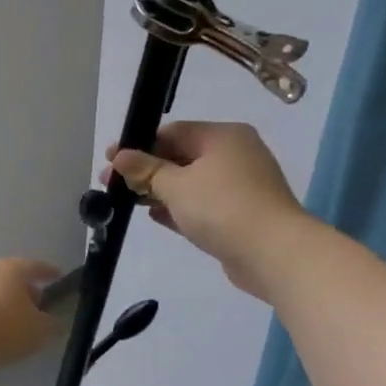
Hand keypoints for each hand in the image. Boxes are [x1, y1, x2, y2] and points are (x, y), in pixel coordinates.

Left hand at [0, 257, 64, 373]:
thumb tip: (56, 322)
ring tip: (17, 322)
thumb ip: (51, 325)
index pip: (35, 266)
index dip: (48, 271)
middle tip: (39, 305)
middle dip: (26, 291)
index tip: (58, 275)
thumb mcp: (37, 331)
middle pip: (11, 278)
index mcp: (11, 269)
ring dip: (5, 304)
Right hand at [105, 121, 302, 297]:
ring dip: (161, 190)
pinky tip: (155, 216)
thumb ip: (145, 170)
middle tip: (112, 183)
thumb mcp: (176, 186)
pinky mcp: (241, 215)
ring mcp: (241, 186)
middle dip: (147, 170)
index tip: (110, 161)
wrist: (274, 254)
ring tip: (129, 201)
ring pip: (192, 182)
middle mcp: (235, 154)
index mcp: (223, 136)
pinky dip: (180, 208)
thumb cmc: (222, 208)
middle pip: (181, 156)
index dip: (139, 145)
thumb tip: (119, 156)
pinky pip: (203, 205)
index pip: (172, 132)